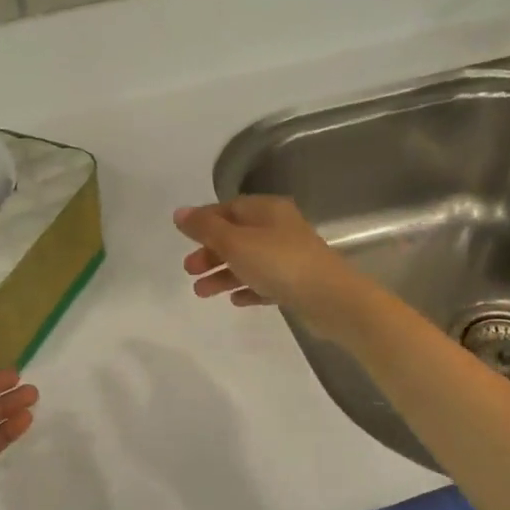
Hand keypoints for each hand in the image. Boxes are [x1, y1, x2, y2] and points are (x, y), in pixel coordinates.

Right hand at [173, 197, 362, 334]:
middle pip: (237, 237)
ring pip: (248, 262)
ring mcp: (289, 257)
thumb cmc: (279, 263)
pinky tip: (235, 300)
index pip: (229, 208)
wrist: (330, 299)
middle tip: (189, 270)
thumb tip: (179, 212)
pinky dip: (247, 288)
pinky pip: (264, 282)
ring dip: (223, 275)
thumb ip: (206, 228)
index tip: (183, 238)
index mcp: (267, 211)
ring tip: (201, 293)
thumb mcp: (235, 242)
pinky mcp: (295, 283)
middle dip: (210, 253)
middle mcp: (279, 229)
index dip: (204, 221)